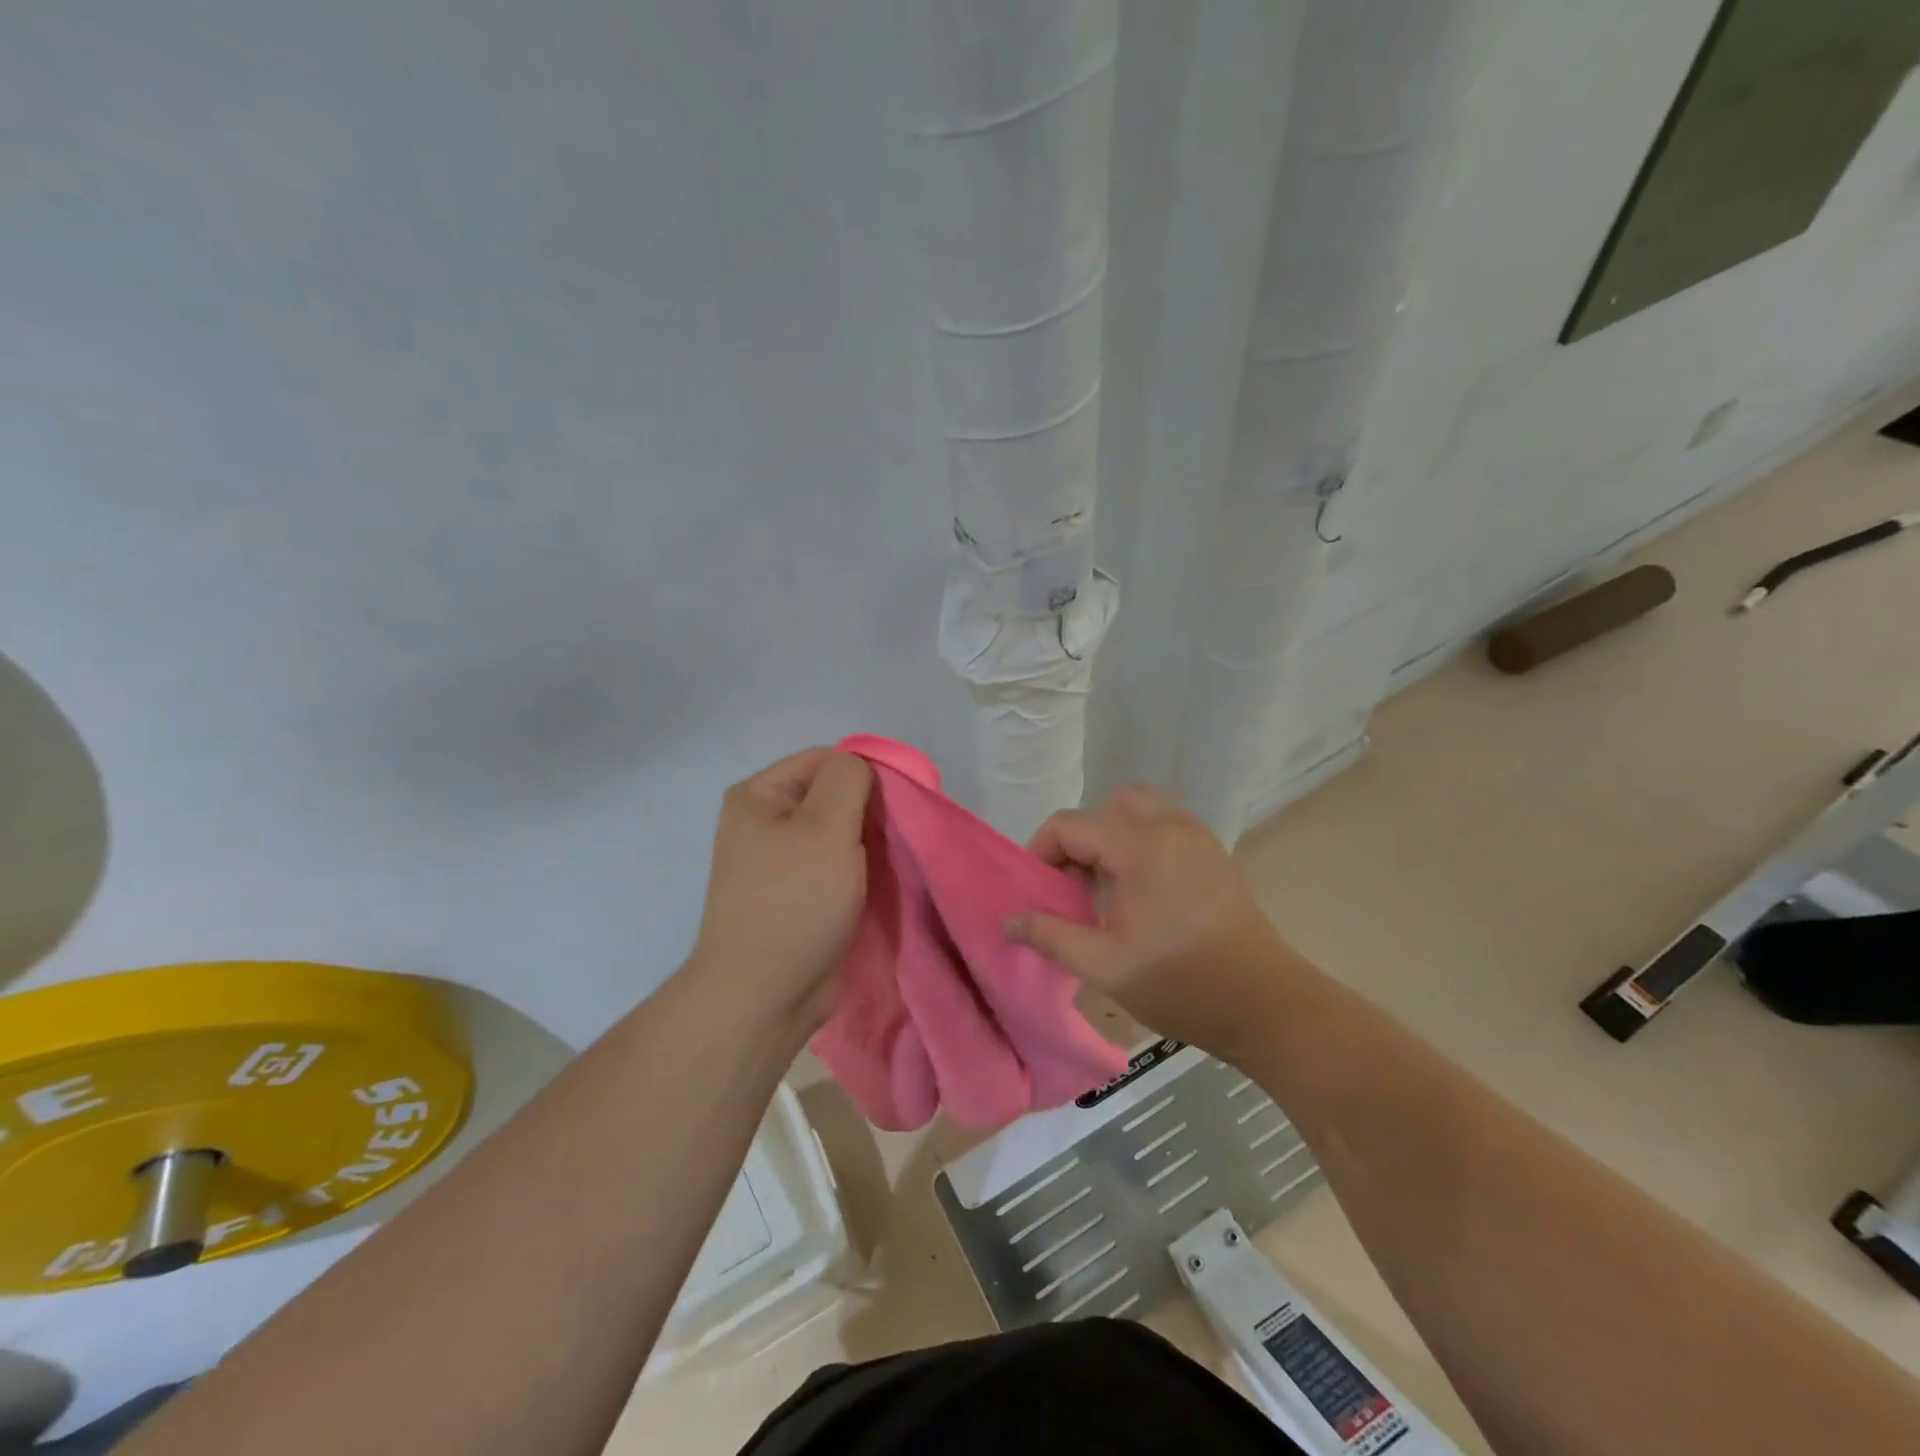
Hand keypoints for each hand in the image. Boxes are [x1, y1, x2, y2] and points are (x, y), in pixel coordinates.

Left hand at [690, 747, 873, 1036]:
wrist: (764, 995)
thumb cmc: (794, 902)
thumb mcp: (825, 827)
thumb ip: (848, 780)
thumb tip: (862, 767)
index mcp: (760, 795)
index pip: (827, 759)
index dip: (867, 776)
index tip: (898, 808)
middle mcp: (765, 821)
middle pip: (833, 795)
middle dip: (870, 812)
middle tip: (897, 840)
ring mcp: (779, 860)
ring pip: (840, 832)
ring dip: (869, 844)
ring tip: (890, 864)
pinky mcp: (797, 893)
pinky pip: (836, 864)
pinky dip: (859, 869)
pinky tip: (878, 884)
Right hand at [1005, 785, 1304, 1059]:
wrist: (1268, 1006)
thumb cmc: (1182, 985)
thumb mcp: (1105, 966)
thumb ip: (1051, 935)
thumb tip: (1008, 920)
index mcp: (1140, 847)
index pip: (1070, 825)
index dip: (1040, 852)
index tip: (1037, 893)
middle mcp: (1169, 827)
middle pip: (1107, 806)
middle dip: (1079, 838)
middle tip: (1073, 885)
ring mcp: (1198, 837)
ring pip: (1140, 809)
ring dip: (1112, 835)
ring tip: (1106, 885)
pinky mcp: (1215, 854)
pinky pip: (1166, 824)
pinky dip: (1141, 840)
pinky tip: (1140, 889)